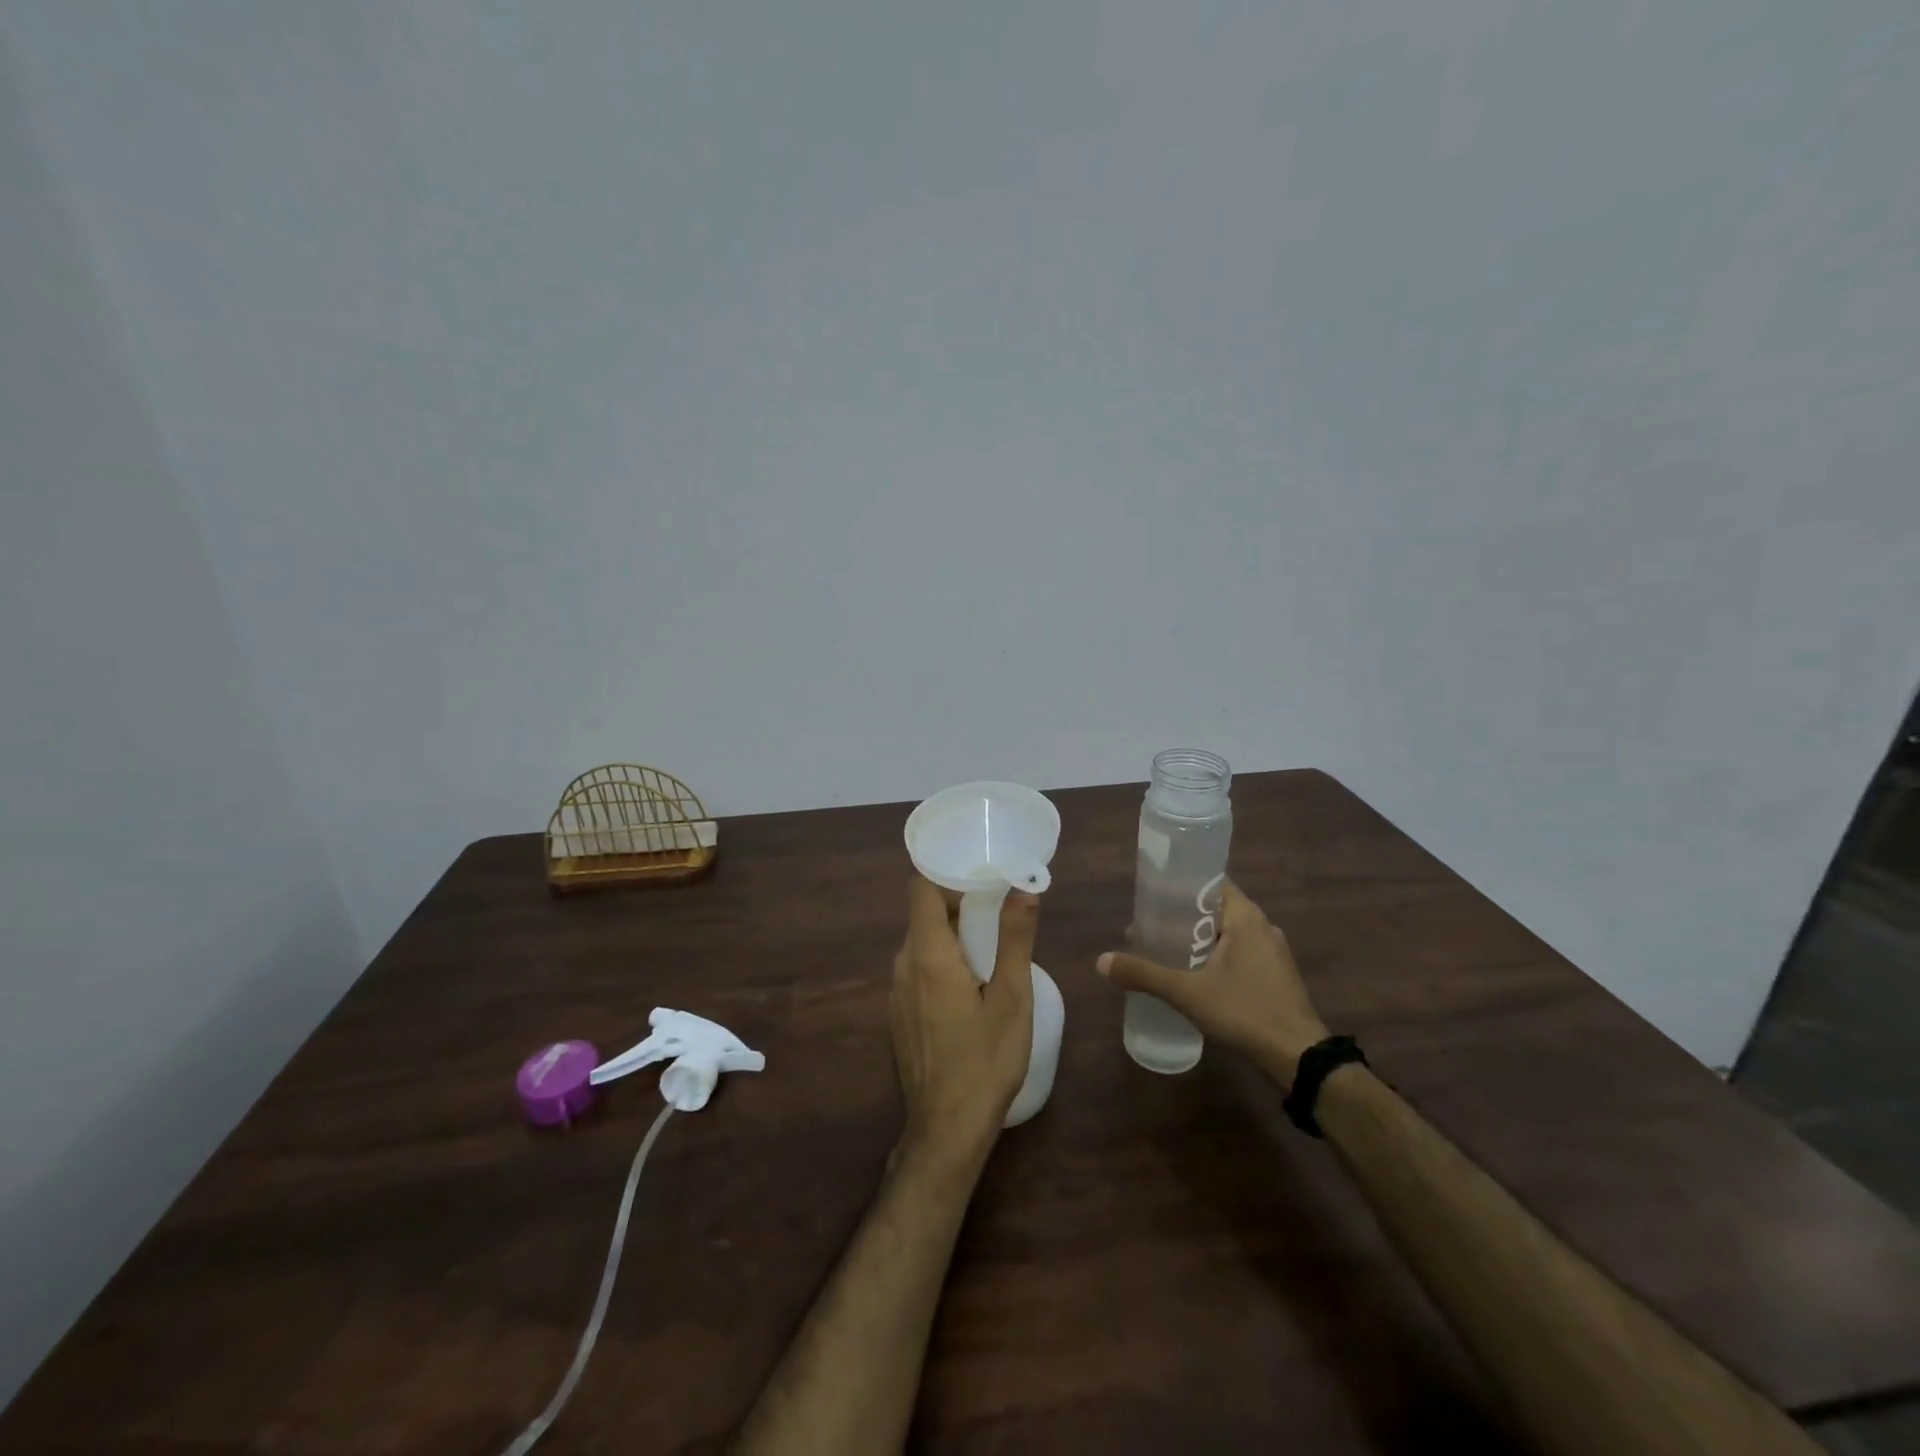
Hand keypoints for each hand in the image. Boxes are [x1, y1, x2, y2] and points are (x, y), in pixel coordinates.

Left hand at [891, 878, 1038, 1169]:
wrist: (946, 1130)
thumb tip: (1024, 889)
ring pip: (920, 943)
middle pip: (923, 915)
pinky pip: (917, 970)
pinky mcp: (899, 1014)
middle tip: (998, 910)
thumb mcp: (1012, 998)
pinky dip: (941, 961)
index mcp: (928, 955)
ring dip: (951, 935)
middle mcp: (903, 966)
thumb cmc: (985, 1061)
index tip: (981, 880)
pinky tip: (970, 985)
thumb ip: (1015, 939)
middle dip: (958, 905)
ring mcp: (896, 993)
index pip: (921, 889)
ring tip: (990, 946)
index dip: (947, 876)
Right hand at [1097, 880, 1327, 1087]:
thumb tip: (1101, 961)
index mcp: (1246, 917)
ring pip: (1228, 934)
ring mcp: (1273, 953)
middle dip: (1182, 917)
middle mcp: (1263, 927)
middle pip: (1215, 909)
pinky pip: (1240, 954)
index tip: (1153, 895)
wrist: (1300, 1059)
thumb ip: (1144, 974)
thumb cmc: (1245, 1012)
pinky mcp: (1277, 977)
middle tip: (1150, 927)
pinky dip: (1216, 956)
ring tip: (1166, 951)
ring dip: (1198, 939)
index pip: (1211, 883)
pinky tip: (1195, 976)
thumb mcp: (1187, 992)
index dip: (1181, 885)